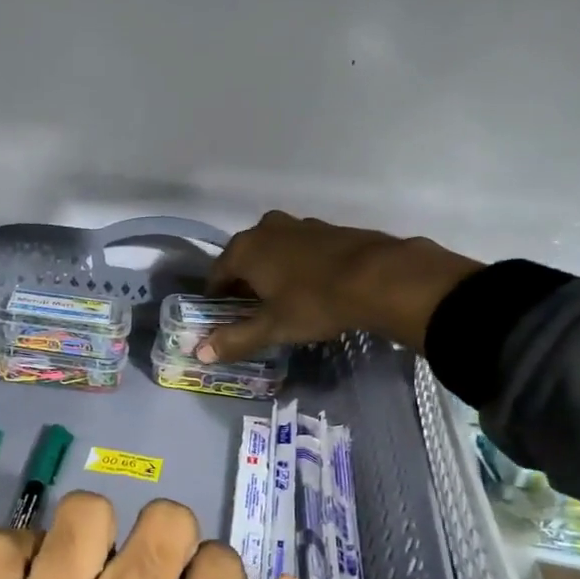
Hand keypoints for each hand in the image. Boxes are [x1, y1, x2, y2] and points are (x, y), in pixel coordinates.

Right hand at [203, 211, 479, 360]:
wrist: (380, 277)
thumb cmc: (314, 302)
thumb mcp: (273, 327)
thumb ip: (235, 339)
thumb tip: (200, 353)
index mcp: (245, 248)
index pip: (217, 273)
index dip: (216, 297)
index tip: (221, 317)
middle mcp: (267, 229)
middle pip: (245, 259)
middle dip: (245, 283)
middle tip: (252, 312)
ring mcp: (300, 225)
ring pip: (275, 251)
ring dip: (273, 272)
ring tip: (282, 300)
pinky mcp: (329, 229)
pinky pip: (301, 249)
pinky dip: (299, 265)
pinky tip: (312, 287)